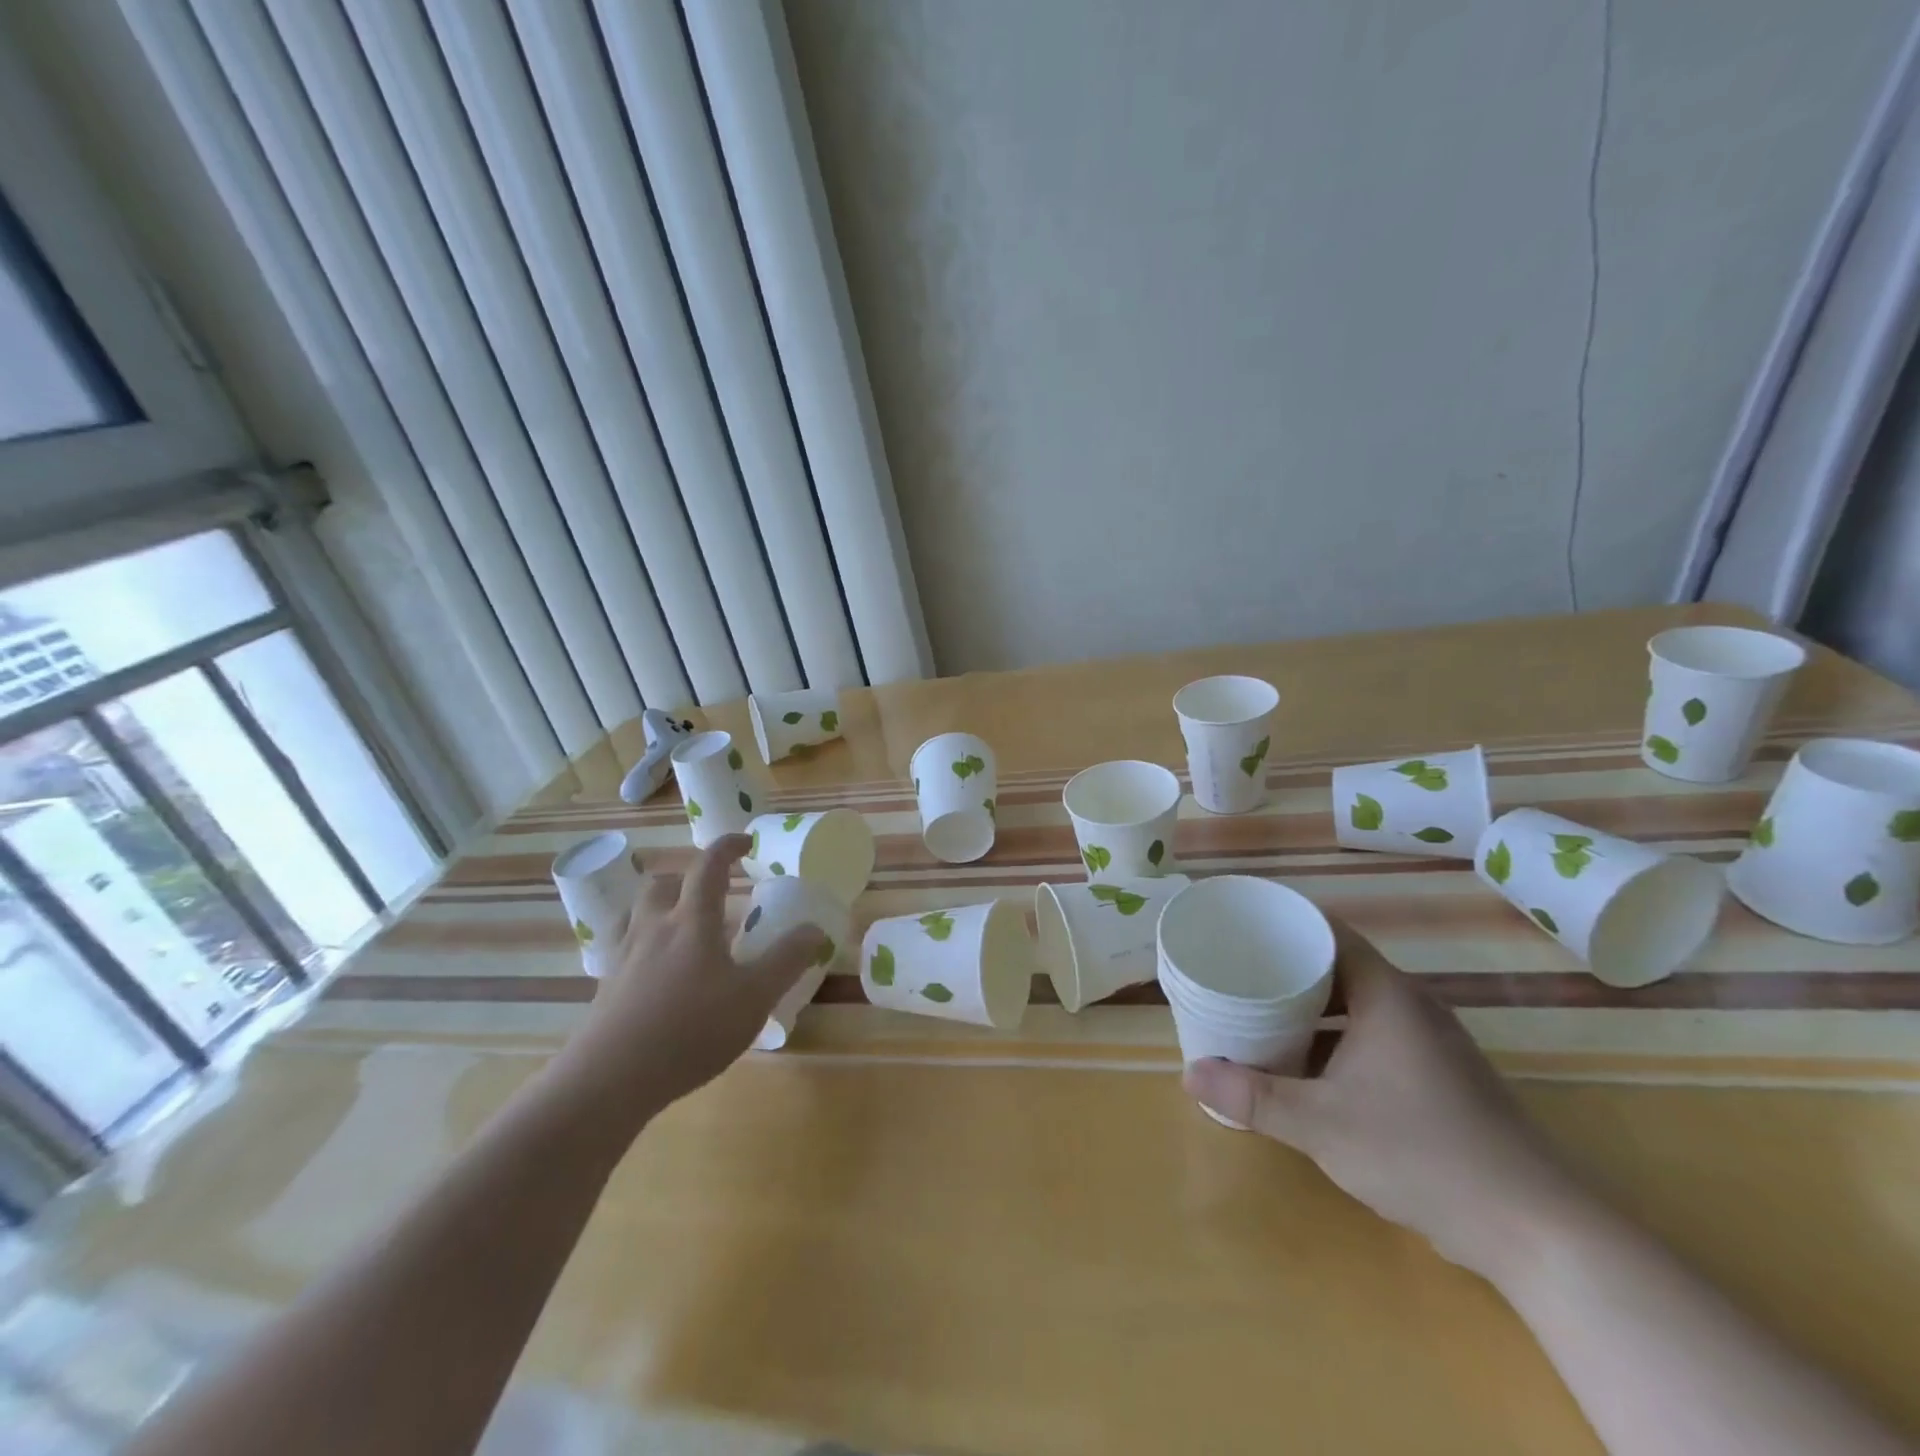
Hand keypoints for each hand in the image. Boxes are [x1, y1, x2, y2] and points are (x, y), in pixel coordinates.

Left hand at [553, 835, 825, 1123]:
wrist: (609, 1080)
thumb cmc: (690, 1030)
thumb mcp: (754, 997)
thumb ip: (786, 960)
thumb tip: (815, 929)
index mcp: (691, 920)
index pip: (708, 865)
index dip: (728, 847)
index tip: (747, 843)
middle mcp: (654, 928)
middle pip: (662, 883)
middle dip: (687, 879)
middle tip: (713, 895)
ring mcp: (625, 957)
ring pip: (639, 914)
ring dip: (663, 909)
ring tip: (686, 932)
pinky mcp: (607, 988)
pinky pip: (627, 949)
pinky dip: (648, 947)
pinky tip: (663, 977)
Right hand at [1184, 923, 1591, 1284]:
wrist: (1536, 1230)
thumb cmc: (1421, 1153)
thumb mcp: (1320, 1124)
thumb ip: (1252, 1096)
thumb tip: (1189, 1073)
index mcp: (1386, 995)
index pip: (1328, 932)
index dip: (1284, 923)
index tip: (1239, 925)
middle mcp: (1411, 1007)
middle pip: (1338, 965)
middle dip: (1286, 967)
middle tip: (1235, 970)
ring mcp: (1430, 1044)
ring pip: (1357, 1004)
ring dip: (1310, 1007)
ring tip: (1259, 1011)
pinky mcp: (1440, 1079)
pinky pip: (1374, 1036)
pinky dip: (1335, 1038)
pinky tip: (1306, 1065)